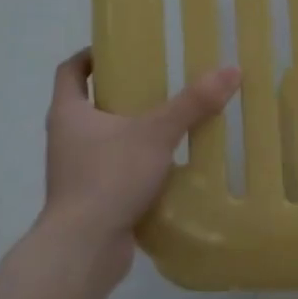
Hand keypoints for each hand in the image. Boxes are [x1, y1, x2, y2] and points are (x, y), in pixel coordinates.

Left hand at [40, 48, 240, 285]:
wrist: (84, 248)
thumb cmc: (109, 177)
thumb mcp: (156, 134)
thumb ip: (192, 103)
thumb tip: (231, 71)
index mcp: (68, 113)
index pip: (71, 71)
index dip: (91, 56)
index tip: (120, 50)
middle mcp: (66, 138)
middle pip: (91, 104)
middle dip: (123, 93)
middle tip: (160, 83)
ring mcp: (77, 171)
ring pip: (105, 139)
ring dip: (133, 130)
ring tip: (172, 123)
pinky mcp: (92, 198)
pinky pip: (116, 170)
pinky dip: (138, 164)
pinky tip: (171, 165)